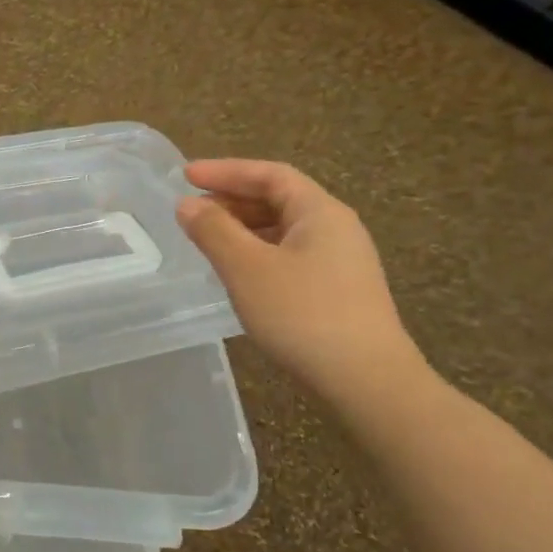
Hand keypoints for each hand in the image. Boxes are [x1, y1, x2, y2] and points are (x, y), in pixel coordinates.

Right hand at [176, 159, 424, 402]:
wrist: (367, 381)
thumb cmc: (303, 314)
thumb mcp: (247, 268)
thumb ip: (213, 231)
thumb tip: (187, 204)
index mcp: (320, 212)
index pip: (270, 175)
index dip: (226, 170)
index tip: (186, 175)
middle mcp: (336, 228)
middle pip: (279, 198)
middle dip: (232, 199)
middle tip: (191, 210)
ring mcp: (341, 261)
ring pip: (283, 229)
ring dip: (243, 227)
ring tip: (207, 239)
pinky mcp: (338, 290)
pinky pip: (289, 254)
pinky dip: (257, 251)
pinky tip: (237, 272)